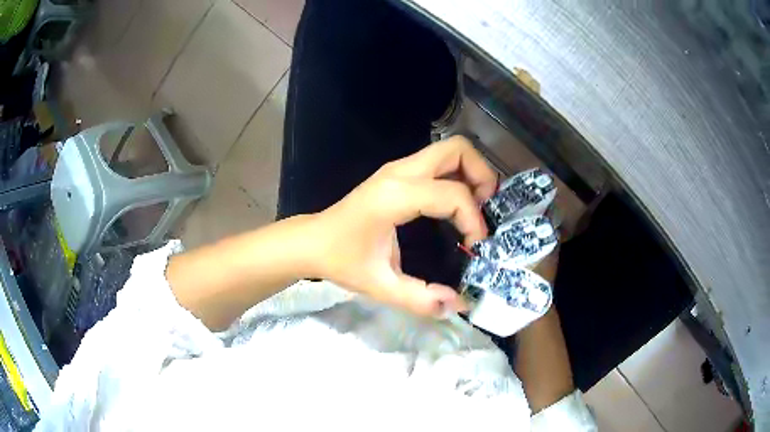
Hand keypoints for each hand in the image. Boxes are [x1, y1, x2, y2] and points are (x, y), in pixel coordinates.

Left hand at [310, 136, 497, 316]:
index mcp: (395, 196)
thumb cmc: (340, 260)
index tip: (475, 246)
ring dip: (471, 173)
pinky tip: (455, 208)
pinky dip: (457, 176)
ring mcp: (398, 168)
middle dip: (482, 175)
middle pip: (458, 149)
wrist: (312, 241)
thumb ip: (420, 299)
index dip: (473, 220)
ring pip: (450, 151)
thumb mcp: (380, 286)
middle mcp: (400, 172)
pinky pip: (438, 162)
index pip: (452, 194)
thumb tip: (459, 304)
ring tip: (476, 208)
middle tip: (487, 209)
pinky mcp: (397, 173)